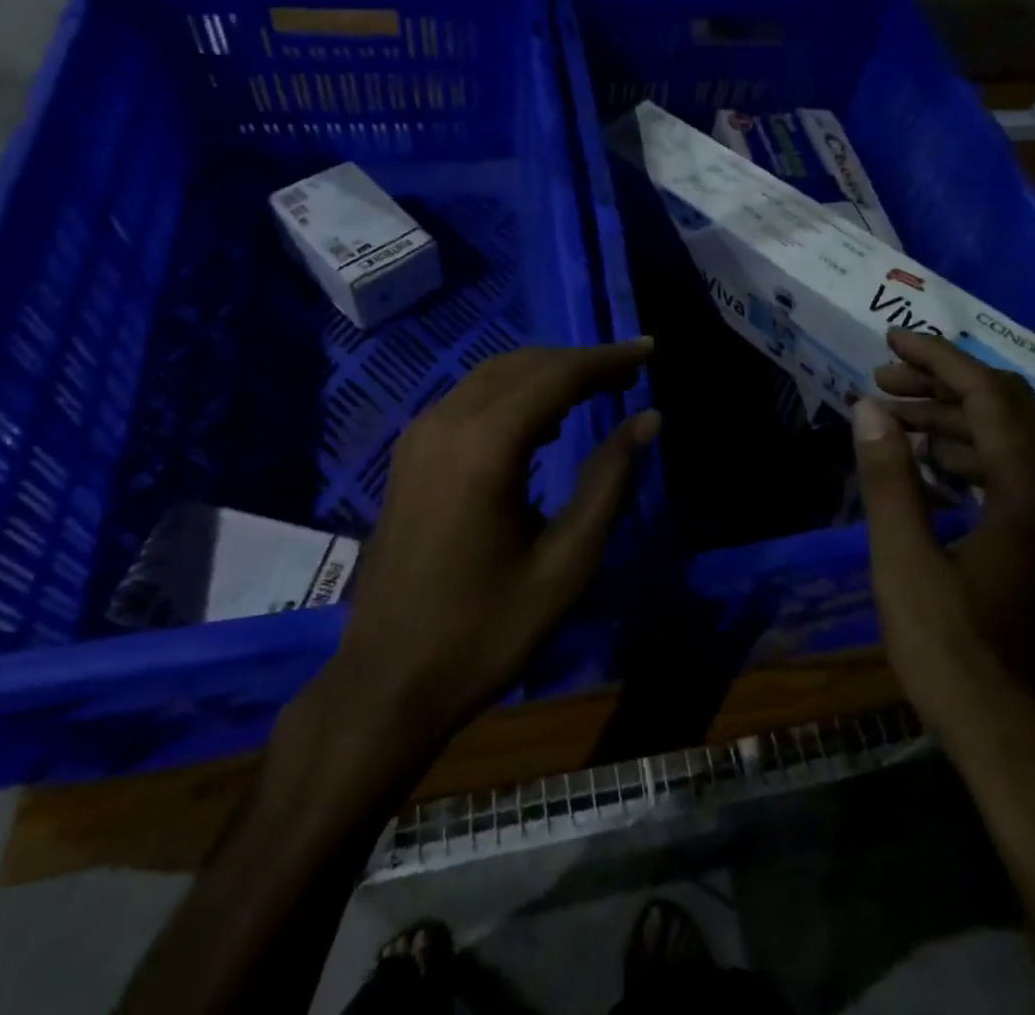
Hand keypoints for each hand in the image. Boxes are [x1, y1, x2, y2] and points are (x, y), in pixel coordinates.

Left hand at [288, 340, 658, 769]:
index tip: (649, 350)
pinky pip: (470, 400)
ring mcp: (419, 437)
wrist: (386, 683)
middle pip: (523, 365)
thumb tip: (648, 420)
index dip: (607, 358)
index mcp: (484, 447)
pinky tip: (544, 422)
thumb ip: (609, 482)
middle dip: (580, 362)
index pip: (557, 375)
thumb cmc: (484, 632)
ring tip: (598, 390)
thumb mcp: (566, 565)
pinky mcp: (409, 455)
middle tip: (630, 374)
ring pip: (494, 376)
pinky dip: (514, 394)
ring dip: (547, 374)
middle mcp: (445, 424)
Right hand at [852, 330, 1034, 750]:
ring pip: (1009, 442)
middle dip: (942, 384)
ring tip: (891, 416)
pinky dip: (965, 457)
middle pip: (1006, 409)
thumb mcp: (906, 564)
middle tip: (882, 378)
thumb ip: (888, 478)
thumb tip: (868, 407)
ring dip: (951, 420)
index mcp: (1033, 492)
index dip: (939, 359)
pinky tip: (922, 465)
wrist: (1025, 751)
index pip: (989, 394)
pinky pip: (1010, 476)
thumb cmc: (958, 657)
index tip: (891, 339)